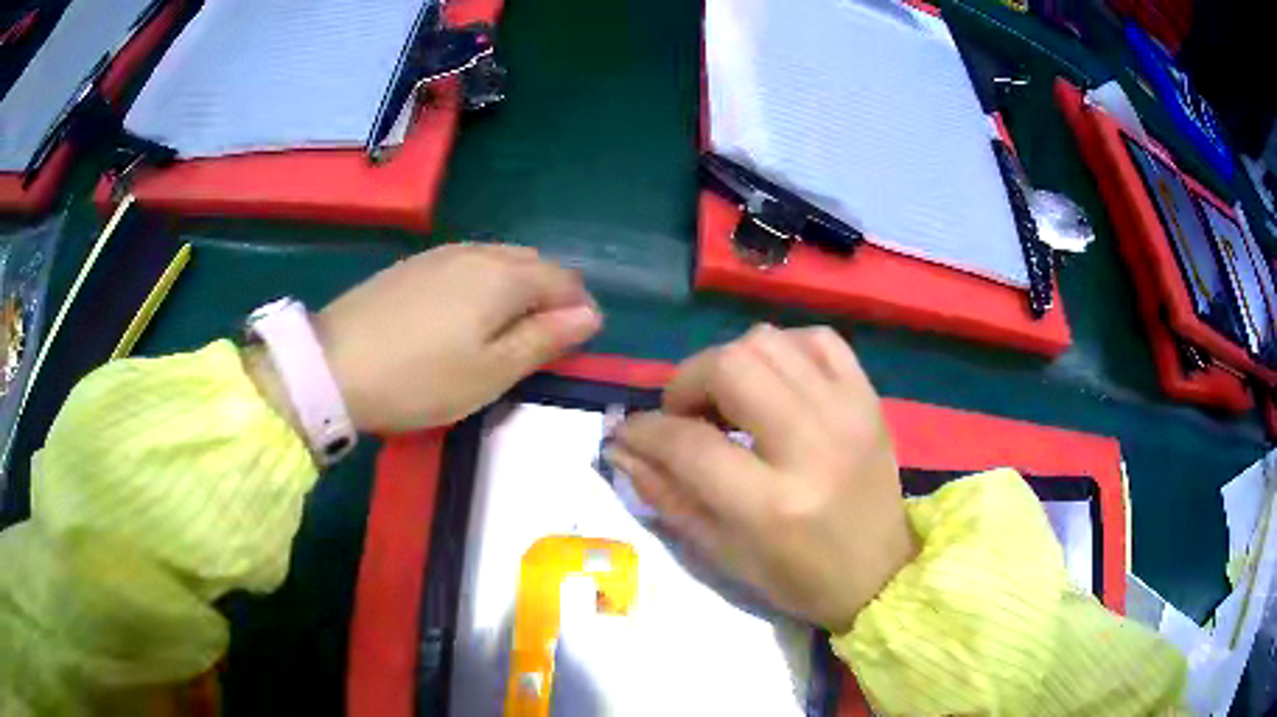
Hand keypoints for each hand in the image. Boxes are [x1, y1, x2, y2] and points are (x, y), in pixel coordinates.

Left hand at [309, 244, 600, 431]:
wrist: (333, 365)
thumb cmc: (421, 378)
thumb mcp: (492, 371)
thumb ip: (545, 339)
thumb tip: (590, 315)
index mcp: (504, 276)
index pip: (563, 280)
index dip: (579, 309)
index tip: (575, 345)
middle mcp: (477, 252)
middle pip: (532, 264)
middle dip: (550, 295)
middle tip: (543, 341)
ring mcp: (440, 255)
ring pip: (498, 260)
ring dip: (517, 288)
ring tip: (507, 329)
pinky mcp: (412, 265)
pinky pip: (466, 264)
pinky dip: (484, 284)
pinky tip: (466, 313)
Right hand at [609, 325, 914, 632]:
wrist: (881, 571)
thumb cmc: (798, 577)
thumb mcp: (722, 553)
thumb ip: (666, 495)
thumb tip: (622, 448)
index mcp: (772, 504)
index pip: (688, 443)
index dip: (645, 432)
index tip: (630, 433)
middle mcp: (812, 445)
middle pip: (730, 366)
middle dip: (687, 383)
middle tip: (685, 415)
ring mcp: (848, 412)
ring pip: (768, 341)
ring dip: (731, 363)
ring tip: (729, 401)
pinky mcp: (869, 398)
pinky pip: (818, 339)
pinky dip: (784, 350)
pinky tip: (775, 383)